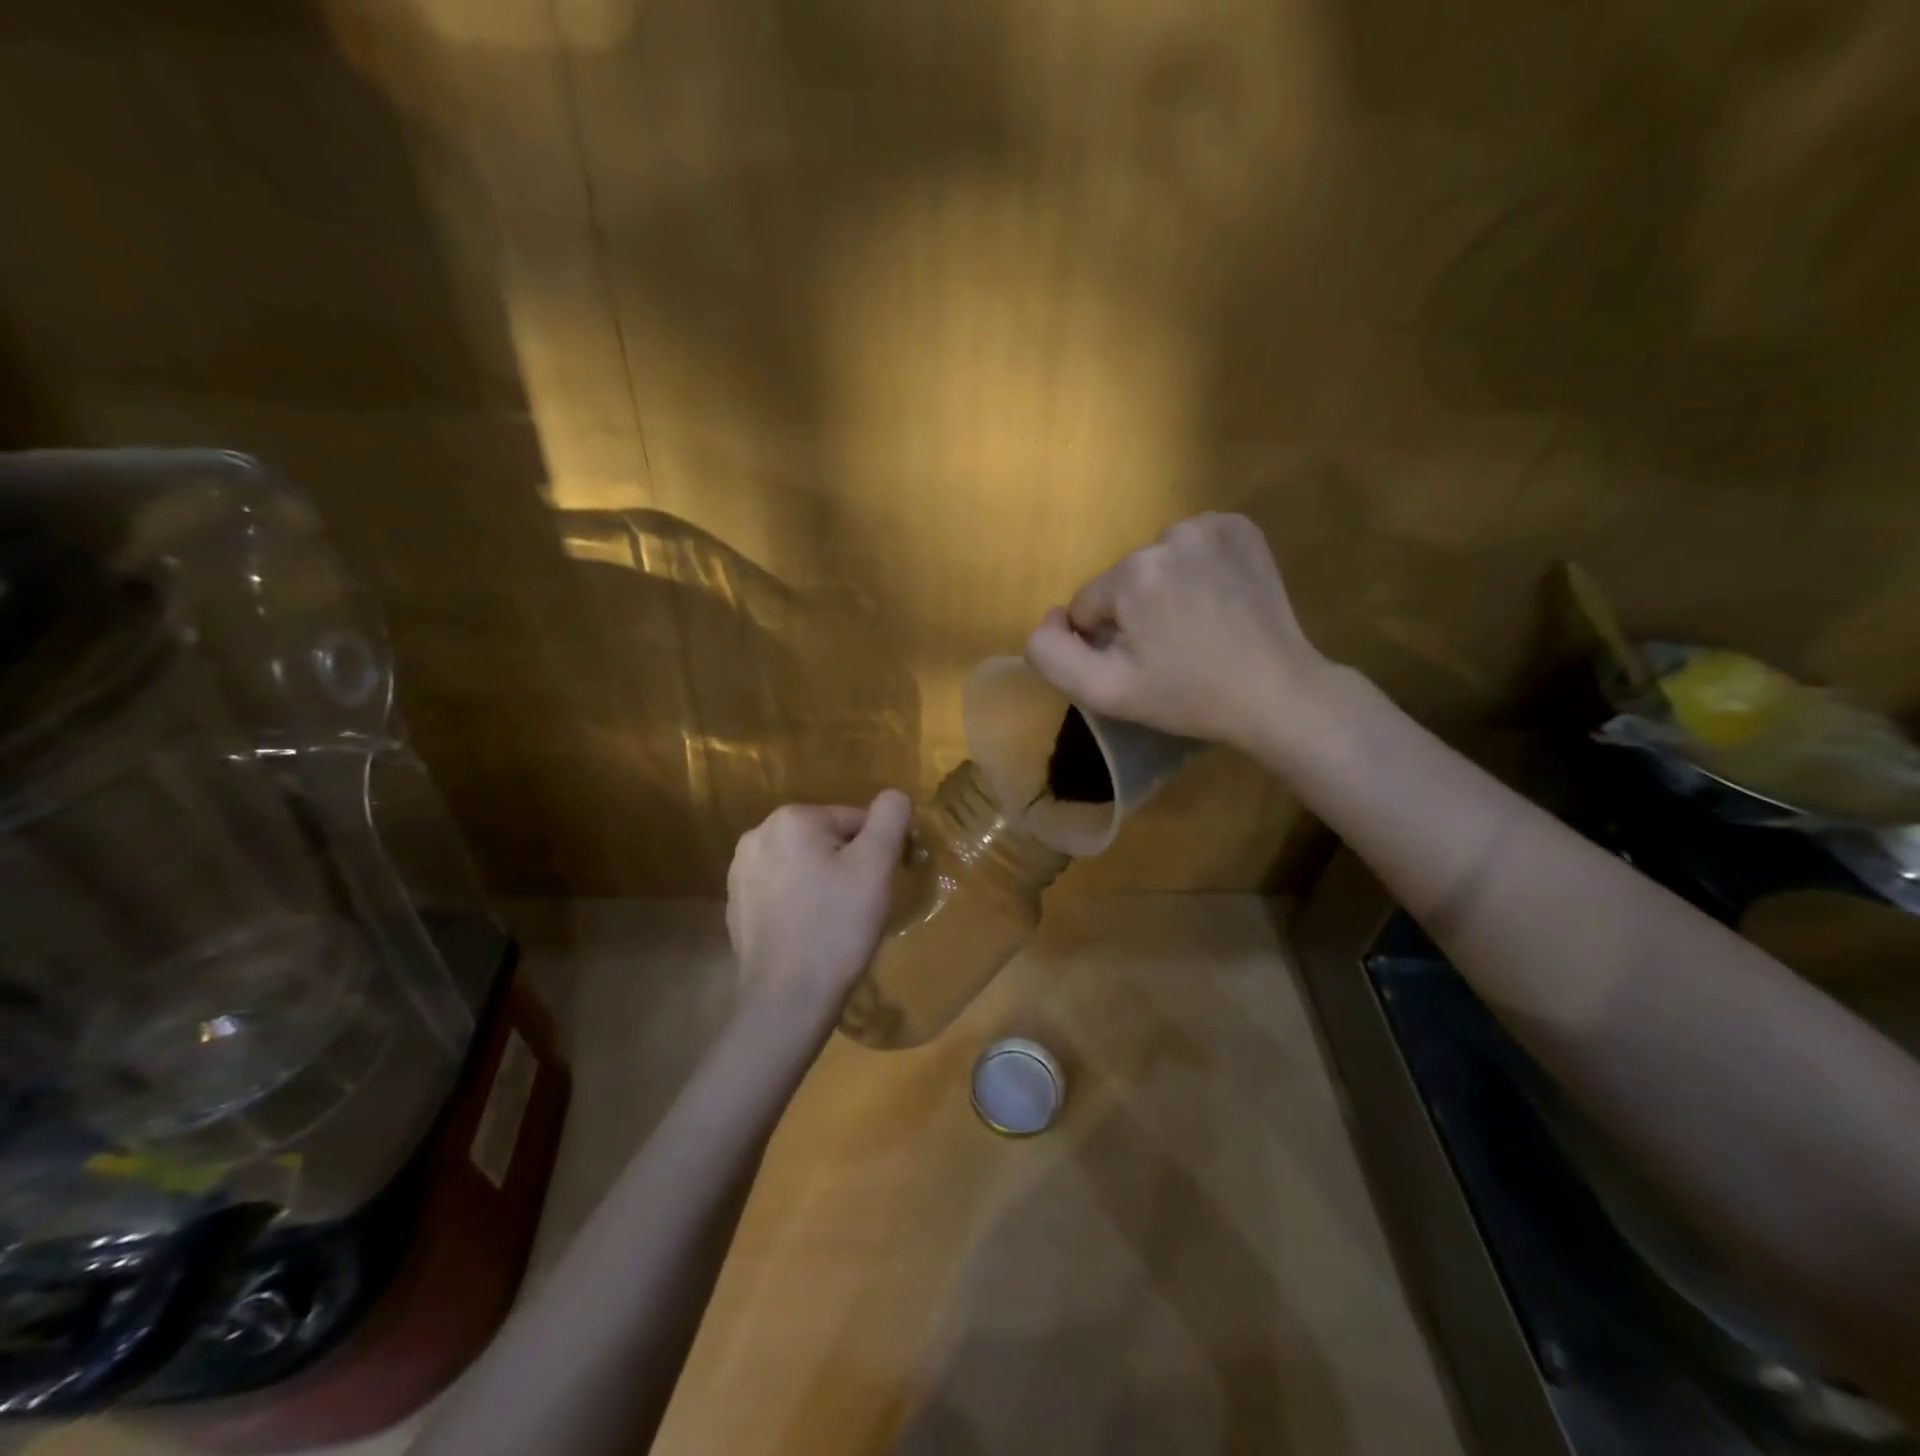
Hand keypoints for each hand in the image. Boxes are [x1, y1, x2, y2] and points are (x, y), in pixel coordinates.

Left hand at [726, 790, 913, 1017]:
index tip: (879, 886)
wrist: (787, 999)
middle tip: (860, 905)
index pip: (855, 820)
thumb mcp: (876, 866)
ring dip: (824, 883)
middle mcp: (757, 835)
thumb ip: (889, 818)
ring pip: (804, 865)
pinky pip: (782, 890)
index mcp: (792, 818)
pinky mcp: (736, 905)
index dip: (876, 852)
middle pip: (826, 840)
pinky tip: (809, 932)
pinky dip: (800, 903)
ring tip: (835, 921)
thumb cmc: (837, 927)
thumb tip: (894, 795)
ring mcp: (740, 872)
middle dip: (848, 865)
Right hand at [1025, 513, 1330, 754]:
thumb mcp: (1105, 692)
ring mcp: (1212, 526)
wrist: (1276, 693)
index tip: (1143, 663)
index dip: (1107, 640)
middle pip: (1122, 580)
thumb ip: (1052, 654)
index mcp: (1133, 573)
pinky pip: (1193, 546)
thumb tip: (1052, 617)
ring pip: (1156, 562)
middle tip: (1171, 649)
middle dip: (1136, 612)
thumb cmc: (1188, 697)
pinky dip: (1196, 569)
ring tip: (1196, 626)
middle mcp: (1170, 535)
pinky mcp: (1242, 528)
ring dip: (1165, 589)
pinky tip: (1216, 600)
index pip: (1088, 604)